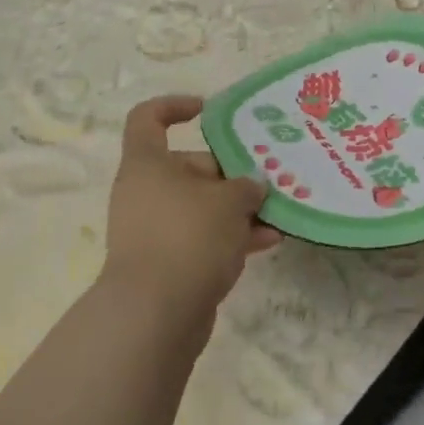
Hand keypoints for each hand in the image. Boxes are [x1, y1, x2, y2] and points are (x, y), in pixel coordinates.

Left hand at [101, 95, 279, 325]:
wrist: (154, 318)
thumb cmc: (188, 237)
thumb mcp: (229, 201)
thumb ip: (246, 186)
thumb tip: (253, 185)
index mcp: (147, 163)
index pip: (148, 118)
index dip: (175, 106)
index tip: (209, 112)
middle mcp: (145, 191)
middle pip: (189, 165)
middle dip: (231, 171)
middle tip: (267, 178)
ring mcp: (154, 229)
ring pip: (200, 205)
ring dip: (237, 208)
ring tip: (278, 211)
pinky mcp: (167, 264)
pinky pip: (202, 238)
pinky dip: (231, 237)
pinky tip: (269, 242)